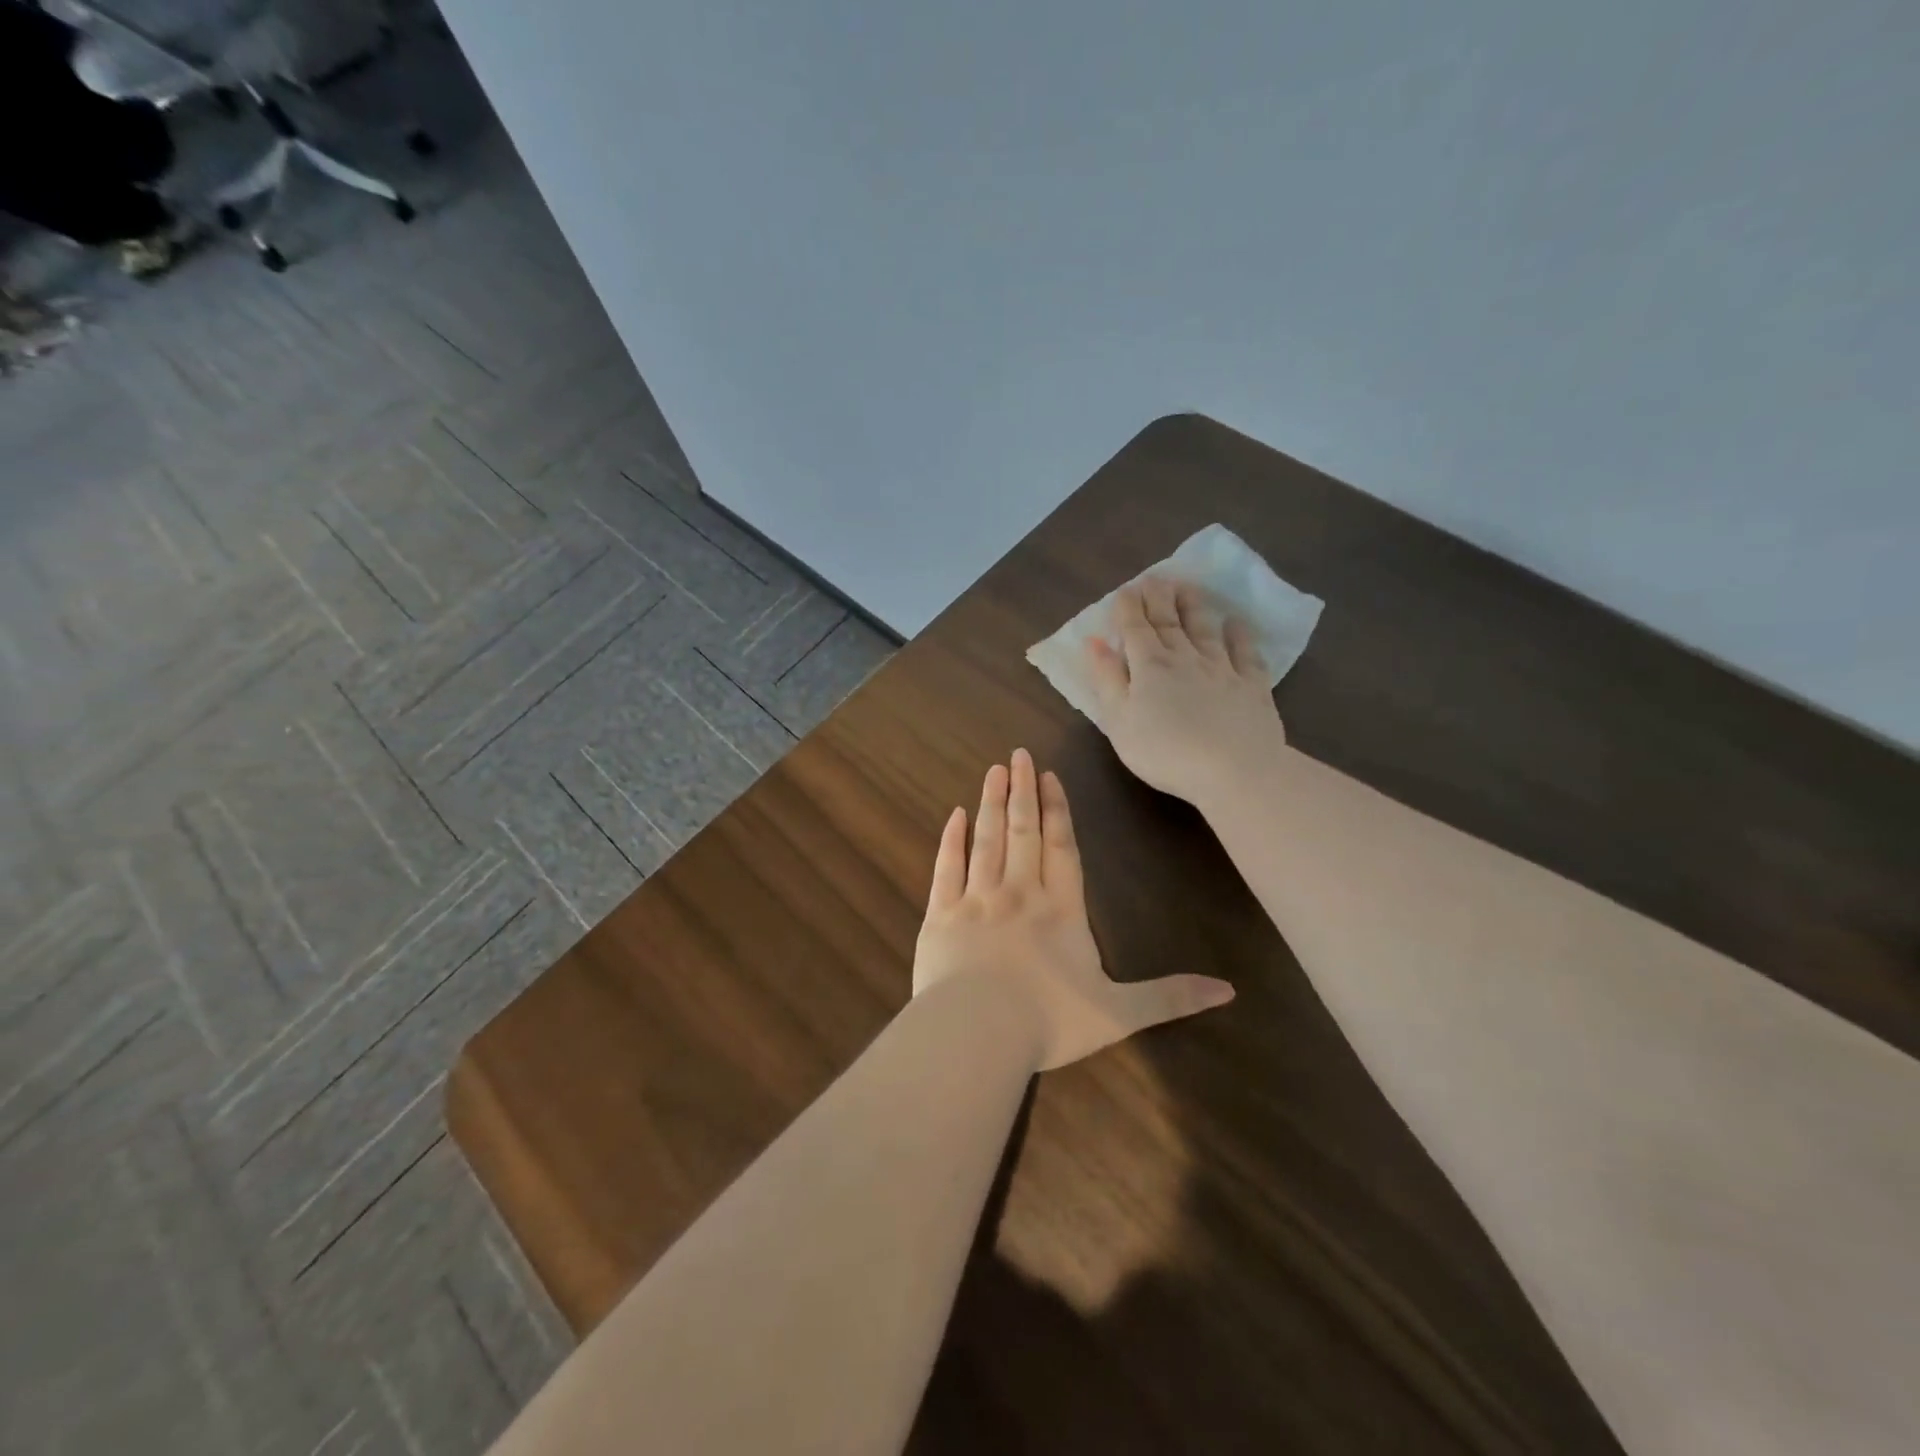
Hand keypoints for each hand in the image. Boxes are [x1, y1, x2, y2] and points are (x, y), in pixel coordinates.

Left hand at [913, 749, 1233, 1070]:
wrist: (977, 1034)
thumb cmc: (1049, 1022)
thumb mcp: (1120, 1014)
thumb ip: (1170, 997)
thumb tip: (1229, 990)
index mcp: (1061, 910)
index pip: (1062, 848)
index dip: (1057, 810)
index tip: (1048, 776)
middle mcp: (1019, 893)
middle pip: (1023, 832)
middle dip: (1023, 791)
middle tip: (1017, 755)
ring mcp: (977, 900)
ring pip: (987, 839)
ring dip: (991, 802)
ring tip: (994, 770)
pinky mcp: (941, 914)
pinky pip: (946, 867)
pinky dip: (951, 839)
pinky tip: (954, 814)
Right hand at [1086, 578, 1287, 813]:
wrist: (1234, 770)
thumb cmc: (1165, 751)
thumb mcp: (1119, 721)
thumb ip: (1106, 679)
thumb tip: (1094, 642)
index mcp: (1149, 666)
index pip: (1135, 628)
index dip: (1128, 607)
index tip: (1125, 589)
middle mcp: (1185, 658)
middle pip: (1169, 621)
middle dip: (1158, 597)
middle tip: (1154, 577)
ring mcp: (1222, 668)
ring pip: (1205, 628)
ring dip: (1194, 606)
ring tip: (1188, 587)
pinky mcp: (1252, 685)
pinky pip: (1245, 651)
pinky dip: (1239, 634)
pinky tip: (1235, 622)